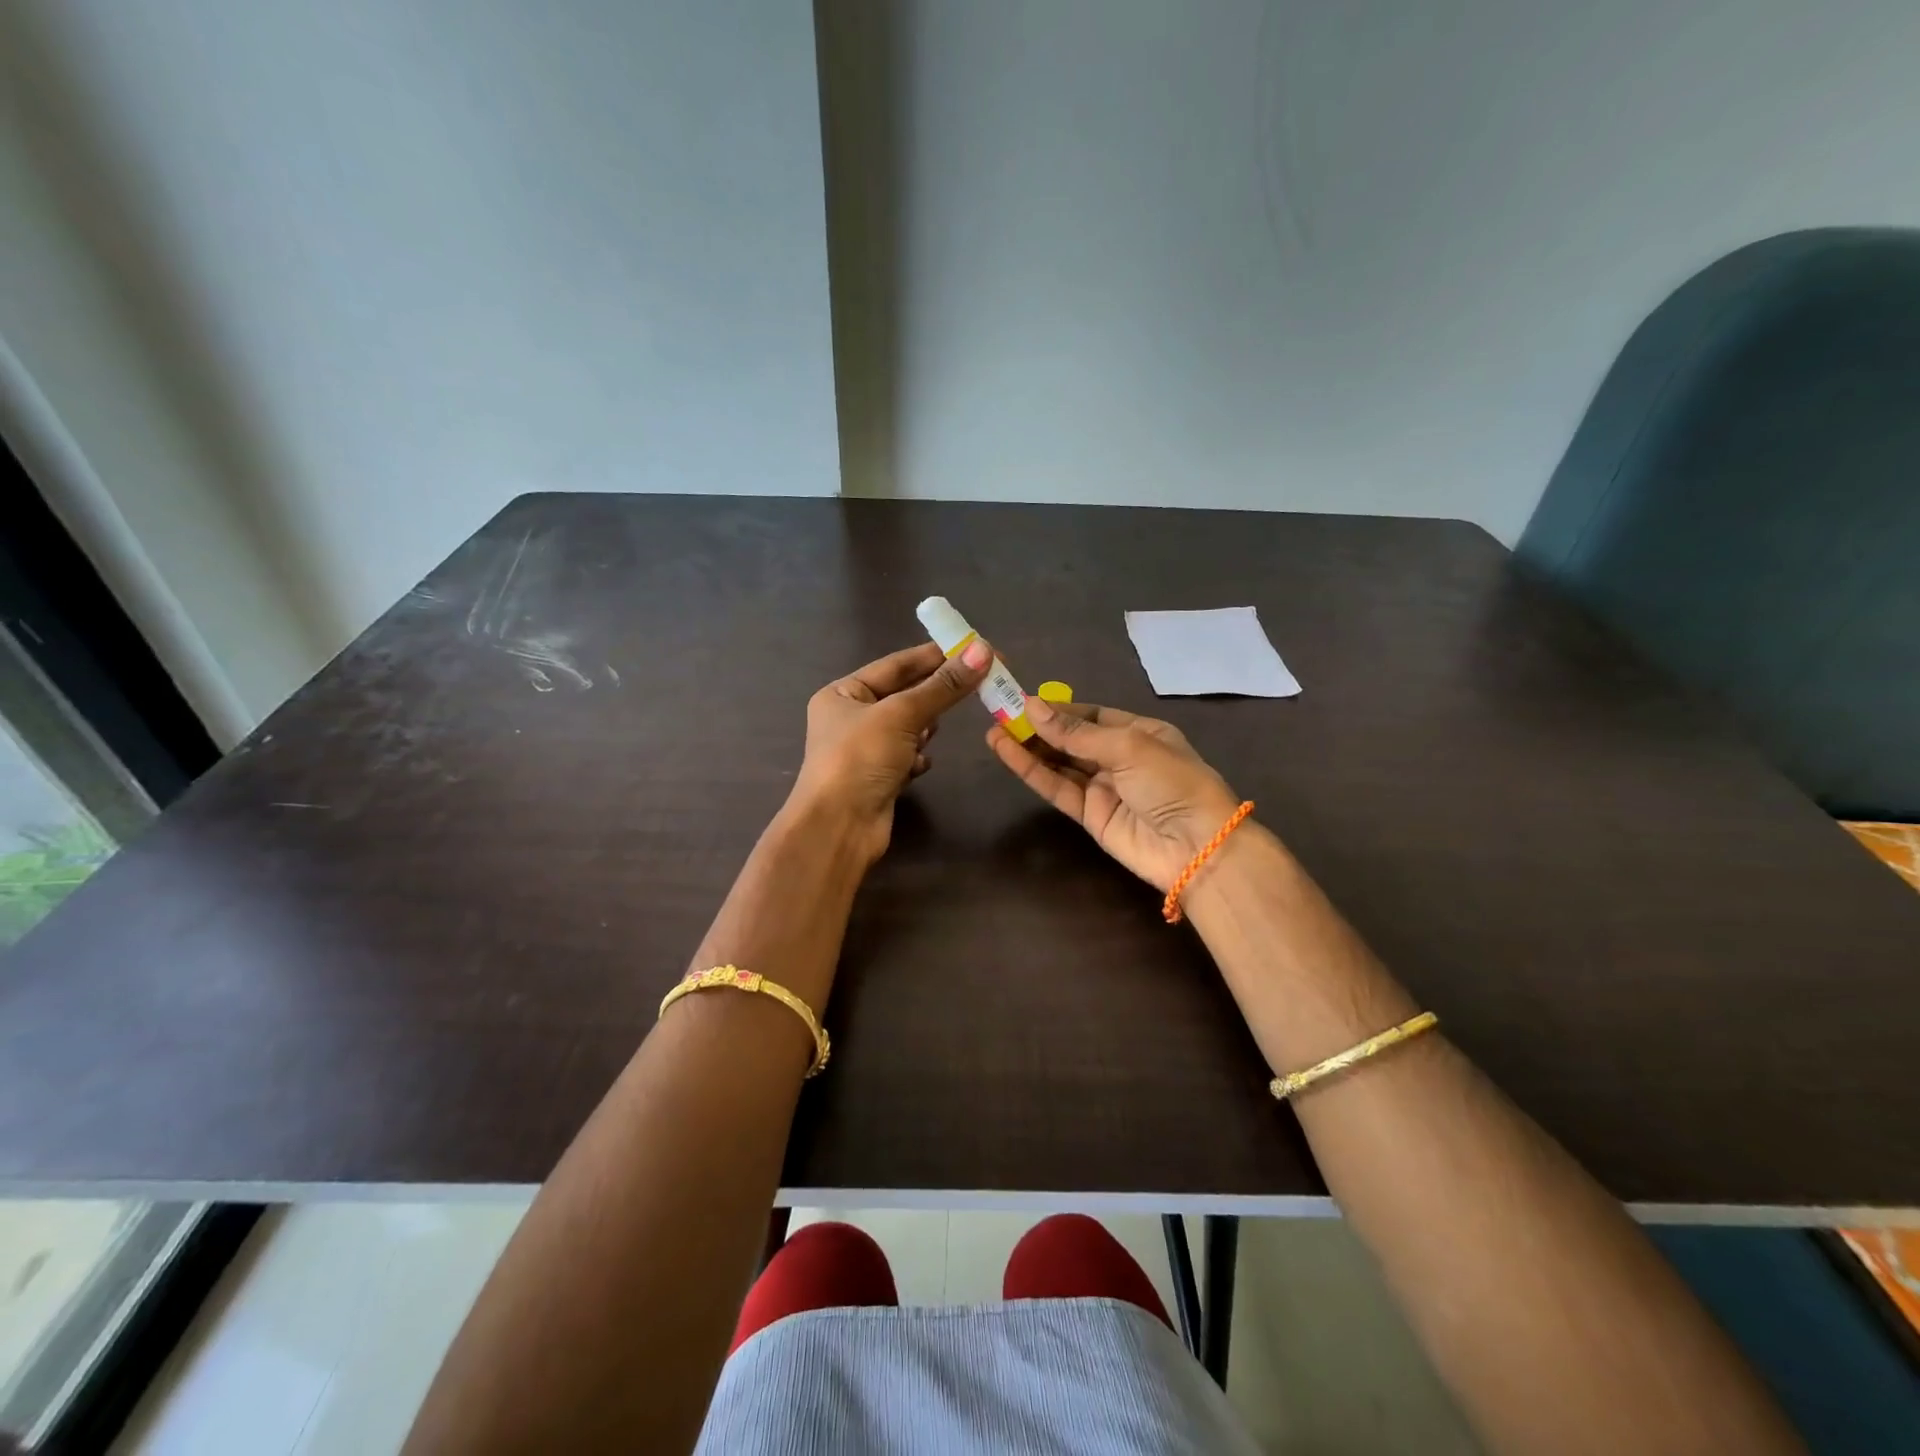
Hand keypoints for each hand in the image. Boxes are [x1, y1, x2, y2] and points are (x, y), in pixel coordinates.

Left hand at [791, 638, 991, 863]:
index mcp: (843, 694)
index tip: (974, 648)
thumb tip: (983, 651)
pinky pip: (906, 758)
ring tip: (936, 730)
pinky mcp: (878, 779)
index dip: (935, 655)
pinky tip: (921, 765)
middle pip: (904, 695)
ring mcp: (864, 751)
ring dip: (924, 728)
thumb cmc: (860, 758)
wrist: (838, 828)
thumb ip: (943, 685)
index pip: (895, 665)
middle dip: (935, 693)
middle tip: (979, 682)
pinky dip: (917, 758)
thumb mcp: (902, 714)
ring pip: (908, 728)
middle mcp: (850, 718)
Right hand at [987, 695, 1242, 889]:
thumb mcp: (1128, 746)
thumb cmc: (1172, 782)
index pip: (1091, 715)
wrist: (1197, 848)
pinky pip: (1057, 788)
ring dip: (1028, 747)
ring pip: (1059, 763)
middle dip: (1038, 727)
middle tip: (999, 713)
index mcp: (1140, 732)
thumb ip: (1076, 732)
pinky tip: (1007, 752)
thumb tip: (1031, 707)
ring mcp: (1103, 788)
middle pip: (1071, 738)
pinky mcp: (1089, 816)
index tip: (1022, 702)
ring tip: (992, 730)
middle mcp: (1120, 757)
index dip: (1057, 709)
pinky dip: (1032, 771)